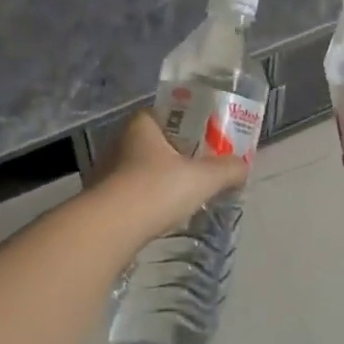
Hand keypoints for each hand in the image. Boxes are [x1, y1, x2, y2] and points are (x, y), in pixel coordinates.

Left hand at [92, 110, 249, 244]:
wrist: (110, 229)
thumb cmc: (156, 189)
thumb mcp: (202, 178)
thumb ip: (226, 170)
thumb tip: (244, 167)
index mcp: (141, 126)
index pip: (163, 114)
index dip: (184, 124)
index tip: (202, 139)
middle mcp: (119, 142)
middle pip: (151, 143)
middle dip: (172, 155)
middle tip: (196, 169)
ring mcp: (104, 172)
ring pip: (137, 170)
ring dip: (155, 180)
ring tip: (179, 196)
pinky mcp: (99, 201)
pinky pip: (127, 195)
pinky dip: (142, 202)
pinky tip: (157, 216)